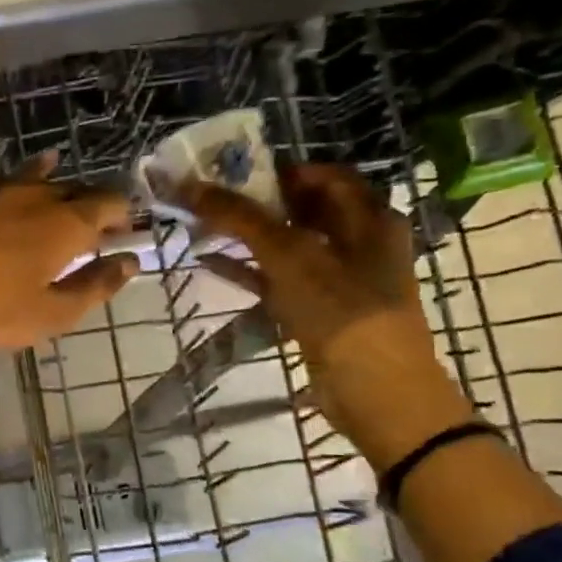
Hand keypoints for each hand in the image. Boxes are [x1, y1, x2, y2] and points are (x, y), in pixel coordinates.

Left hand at [0, 150, 138, 360]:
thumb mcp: (52, 313)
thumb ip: (95, 285)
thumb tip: (130, 261)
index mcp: (64, 224)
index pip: (106, 203)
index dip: (120, 213)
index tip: (124, 227)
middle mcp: (32, 197)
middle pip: (71, 189)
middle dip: (87, 201)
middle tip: (91, 220)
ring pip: (32, 179)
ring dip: (50, 182)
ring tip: (58, 170)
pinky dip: (12, 184)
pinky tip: (8, 190)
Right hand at [181, 164, 476, 469]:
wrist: (374, 390)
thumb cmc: (341, 310)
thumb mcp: (290, 255)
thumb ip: (240, 218)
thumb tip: (188, 184)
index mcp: (368, 218)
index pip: (323, 176)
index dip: (280, 171)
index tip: (234, 171)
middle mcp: (357, 242)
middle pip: (301, 210)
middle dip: (255, 202)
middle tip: (208, 197)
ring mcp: (337, 279)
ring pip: (285, 246)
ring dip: (245, 236)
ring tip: (200, 225)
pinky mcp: (316, 310)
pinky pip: (276, 280)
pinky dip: (245, 270)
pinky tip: (207, 263)